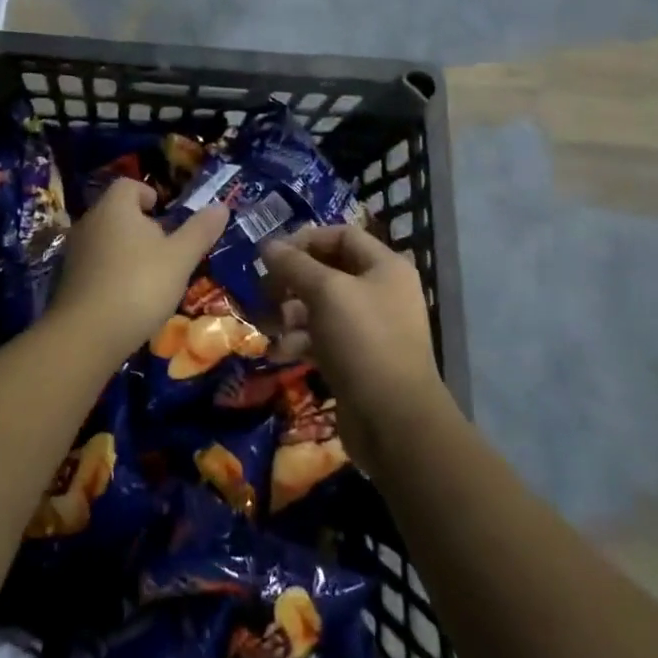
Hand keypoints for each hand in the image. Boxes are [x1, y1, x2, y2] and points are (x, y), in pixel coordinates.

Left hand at [49, 179, 229, 360]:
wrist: (87, 335)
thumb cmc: (139, 285)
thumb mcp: (180, 258)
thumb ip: (200, 230)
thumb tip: (221, 205)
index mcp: (115, 207)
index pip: (128, 185)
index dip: (148, 194)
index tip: (165, 213)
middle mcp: (90, 222)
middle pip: (117, 212)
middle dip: (141, 224)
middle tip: (166, 247)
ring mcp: (75, 252)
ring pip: (105, 239)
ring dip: (127, 250)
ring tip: (151, 274)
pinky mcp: (68, 280)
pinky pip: (95, 264)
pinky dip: (112, 272)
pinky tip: (129, 296)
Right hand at [258, 225, 452, 472]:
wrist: (394, 422)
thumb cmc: (363, 342)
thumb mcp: (326, 293)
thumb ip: (294, 265)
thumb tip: (267, 245)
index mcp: (385, 267)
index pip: (341, 235)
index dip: (305, 240)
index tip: (272, 255)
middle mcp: (381, 292)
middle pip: (328, 272)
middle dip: (292, 281)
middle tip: (263, 292)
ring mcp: (370, 328)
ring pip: (321, 307)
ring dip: (290, 314)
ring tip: (268, 326)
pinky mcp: (357, 360)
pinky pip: (323, 338)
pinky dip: (299, 341)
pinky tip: (278, 353)